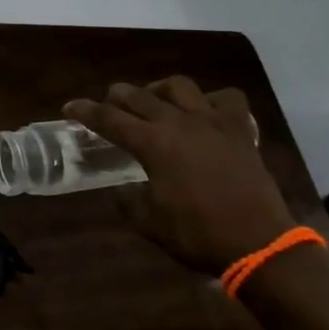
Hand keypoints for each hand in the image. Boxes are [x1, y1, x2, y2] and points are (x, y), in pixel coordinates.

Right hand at [65, 78, 296, 276]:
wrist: (258, 243)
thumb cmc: (197, 234)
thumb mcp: (148, 222)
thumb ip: (127, 199)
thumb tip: (119, 189)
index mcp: (152, 143)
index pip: (109, 119)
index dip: (85, 111)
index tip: (69, 106)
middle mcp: (178, 122)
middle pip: (138, 95)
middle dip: (116, 96)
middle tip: (109, 107)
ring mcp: (212, 122)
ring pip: (179, 86)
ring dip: (159, 90)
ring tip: (154, 102)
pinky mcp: (240, 130)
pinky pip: (226, 98)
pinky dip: (211, 100)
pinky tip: (204, 112)